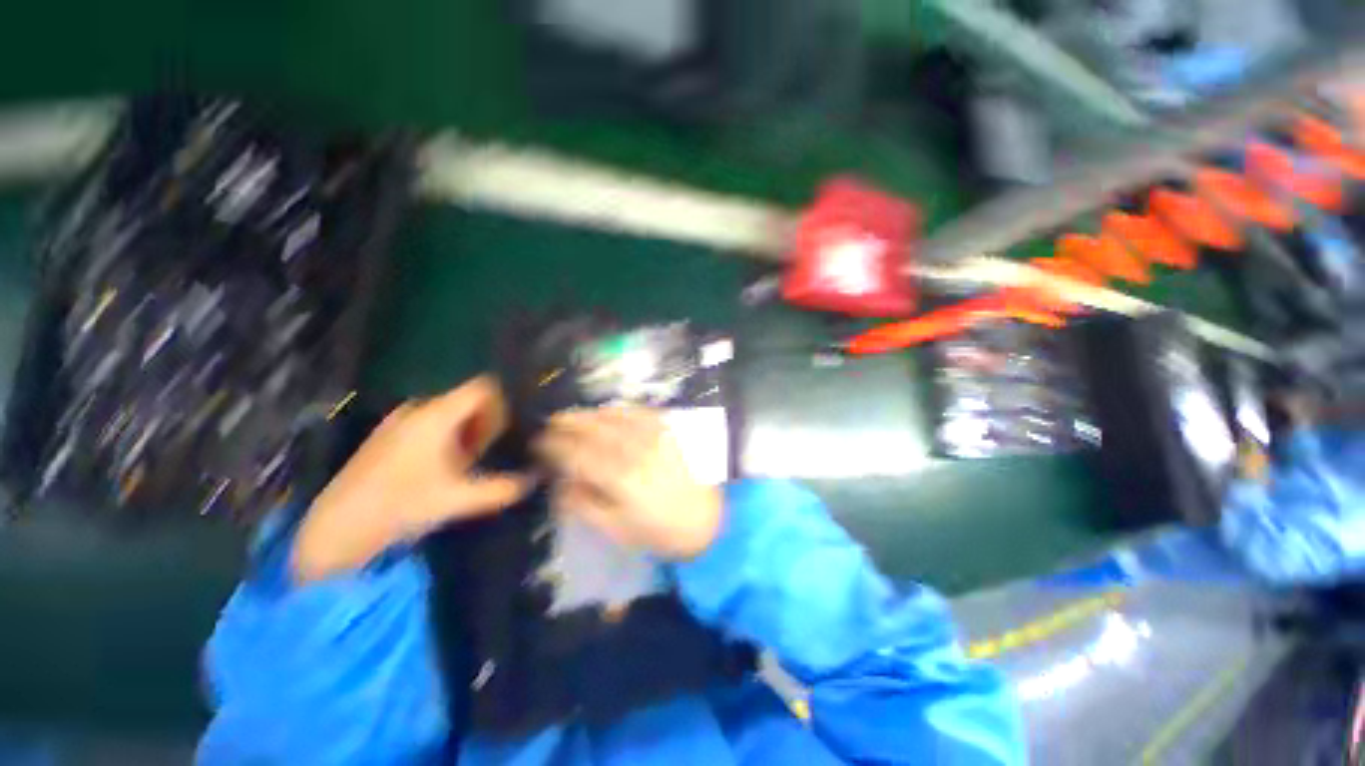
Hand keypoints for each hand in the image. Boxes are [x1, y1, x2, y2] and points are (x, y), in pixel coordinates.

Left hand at [293, 376, 532, 582]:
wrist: (335, 528)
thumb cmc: (401, 505)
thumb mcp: (458, 499)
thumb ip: (501, 489)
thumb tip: (533, 480)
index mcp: (436, 415)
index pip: (482, 387)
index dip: (502, 402)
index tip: (509, 429)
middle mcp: (418, 409)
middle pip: (467, 401)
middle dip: (486, 423)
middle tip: (492, 452)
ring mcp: (399, 421)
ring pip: (449, 414)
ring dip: (467, 432)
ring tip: (469, 463)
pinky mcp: (388, 435)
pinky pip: (430, 423)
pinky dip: (447, 438)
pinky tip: (443, 468)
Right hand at [535, 407, 721, 560]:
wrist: (706, 520)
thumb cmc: (659, 531)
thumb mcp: (616, 530)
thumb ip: (584, 504)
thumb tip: (560, 482)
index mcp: (621, 479)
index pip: (578, 454)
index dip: (555, 446)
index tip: (539, 443)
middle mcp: (637, 451)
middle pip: (594, 430)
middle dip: (568, 423)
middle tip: (550, 423)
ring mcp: (656, 436)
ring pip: (614, 416)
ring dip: (589, 414)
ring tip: (572, 416)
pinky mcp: (669, 430)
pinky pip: (640, 412)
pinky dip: (618, 409)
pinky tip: (607, 411)